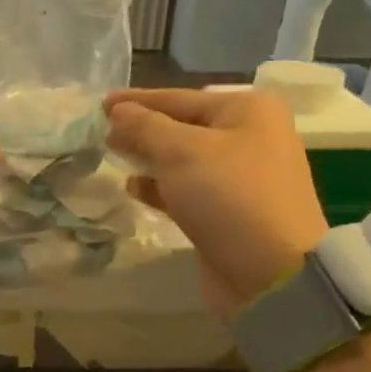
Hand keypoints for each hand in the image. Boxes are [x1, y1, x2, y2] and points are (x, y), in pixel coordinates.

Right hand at [104, 88, 328, 319]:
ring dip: (148, 158)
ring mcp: (240, 178)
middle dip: (142, 129)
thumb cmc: (229, 198)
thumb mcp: (182, 152)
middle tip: (100, 132)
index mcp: (248, 111)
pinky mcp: (228, 212)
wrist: (270, 273)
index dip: (138, 100)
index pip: (180, 98)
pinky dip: (160, 187)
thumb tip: (118, 112)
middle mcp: (249, 137)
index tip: (100, 103)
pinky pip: (187, 189)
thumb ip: (145, 127)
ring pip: (183, 160)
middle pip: (183, 126)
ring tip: (112, 157)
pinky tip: (134, 188)